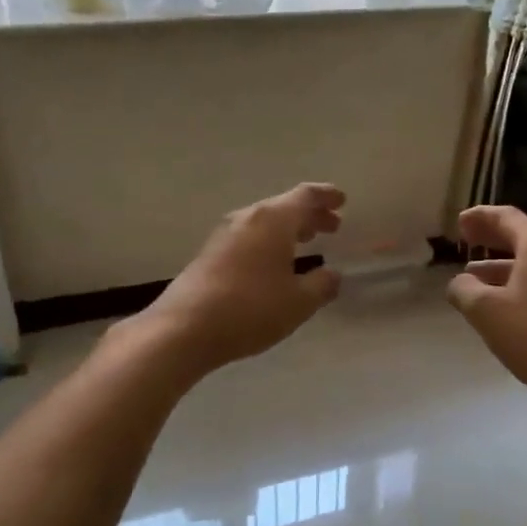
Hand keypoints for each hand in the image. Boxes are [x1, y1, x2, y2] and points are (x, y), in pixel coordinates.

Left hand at [137, 183, 345, 374]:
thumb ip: (322, 285)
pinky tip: (274, 263)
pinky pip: (249, 238)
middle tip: (332, 226)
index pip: (305, 196)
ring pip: (265, 222)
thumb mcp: (299, 302)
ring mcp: (224, 235)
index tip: (342, 200)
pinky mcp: (210, 254)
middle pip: (284, 207)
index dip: (326, 196)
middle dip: (310, 215)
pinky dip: (270, 242)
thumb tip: (333, 274)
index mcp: (274, 220)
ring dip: (289, 229)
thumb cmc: (250, 309)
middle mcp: (248, 218)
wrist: (183, 329)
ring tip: (307, 241)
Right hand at [446, 206, 526, 408]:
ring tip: (474, 278)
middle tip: (467, 240)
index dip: (481, 217)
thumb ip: (465, 289)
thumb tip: (460, 283)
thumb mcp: (485, 311)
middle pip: (522, 237)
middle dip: (492, 238)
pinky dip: (519, 283)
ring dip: (502, 266)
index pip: (507, 218)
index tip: (460, 223)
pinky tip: (503, 303)